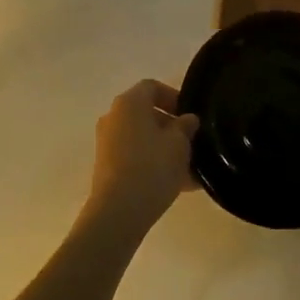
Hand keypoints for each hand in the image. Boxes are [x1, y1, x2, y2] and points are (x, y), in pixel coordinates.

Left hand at [83, 79, 198, 238]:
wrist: (118, 212)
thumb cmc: (152, 167)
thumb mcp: (179, 143)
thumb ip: (186, 126)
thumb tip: (187, 119)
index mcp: (129, 103)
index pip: (152, 87)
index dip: (174, 97)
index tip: (190, 116)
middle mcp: (114, 117)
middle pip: (146, 114)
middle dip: (171, 127)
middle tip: (192, 143)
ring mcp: (107, 143)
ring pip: (143, 139)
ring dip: (165, 148)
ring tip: (190, 169)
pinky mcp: (107, 167)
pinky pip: (135, 157)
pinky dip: (154, 164)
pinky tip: (179, 184)